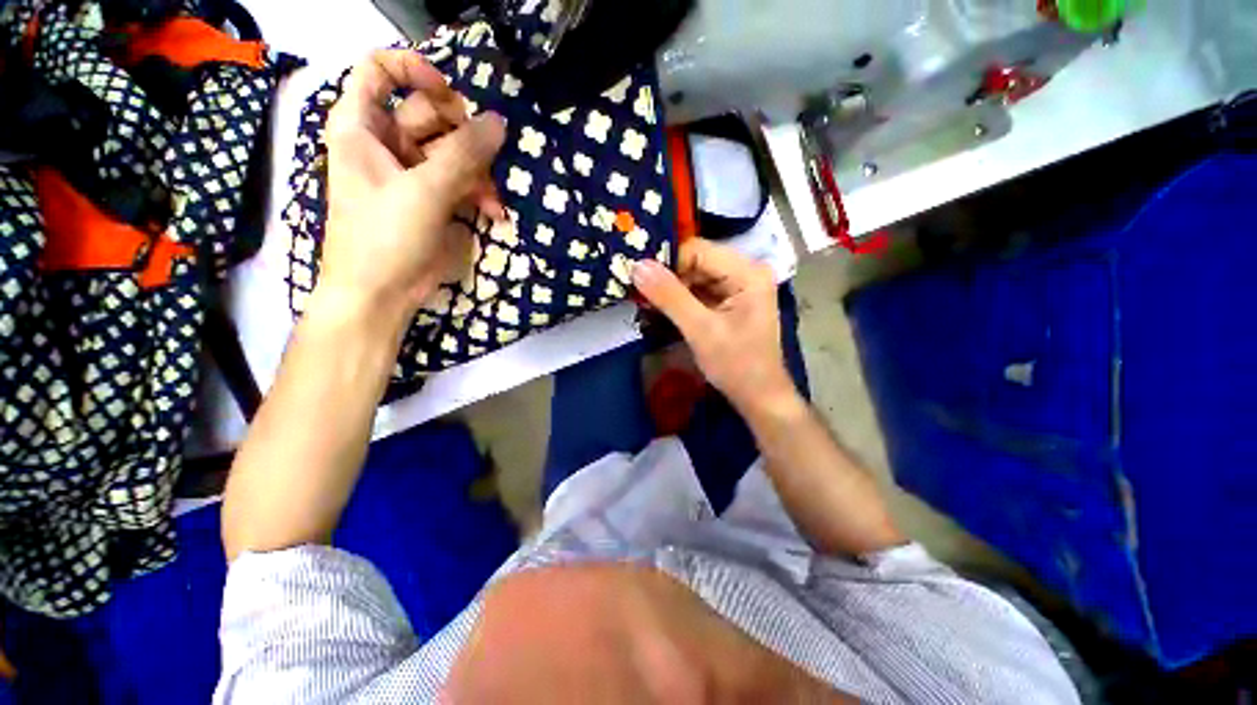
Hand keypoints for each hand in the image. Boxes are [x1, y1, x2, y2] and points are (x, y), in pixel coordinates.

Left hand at [316, 50, 505, 328]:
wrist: (381, 293)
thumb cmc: (385, 236)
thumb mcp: (424, 191)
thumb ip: (464, 155)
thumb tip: (499, 123)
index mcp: (362, 127)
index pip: (379, 71)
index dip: (415, 72)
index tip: (450, 95)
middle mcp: (386, 143)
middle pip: (429, 114)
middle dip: (463, 135)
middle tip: (486, 156)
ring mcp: (411, 173)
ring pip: (452, 151)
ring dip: (478, 172)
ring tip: (493, 198)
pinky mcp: (431, 199)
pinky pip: (460, 181)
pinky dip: (478, 193)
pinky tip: (493, 211)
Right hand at [632, 240, 797, 416]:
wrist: (758, 397)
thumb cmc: (737, 366)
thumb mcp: (701, 331)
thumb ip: (669, 297)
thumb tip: (637, 266)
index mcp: (748, 273)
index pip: (699, 250)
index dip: (667, 262)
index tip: (638, 277)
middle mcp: (745, 272)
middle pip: (696, 261)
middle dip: (667, 276)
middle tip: (637, 291)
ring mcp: (737, 287)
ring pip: (694, 276)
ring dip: (670, 289)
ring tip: (645, 301)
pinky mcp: (728, 301)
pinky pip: (698, 291)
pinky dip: (679, 300)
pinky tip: (660, 309)